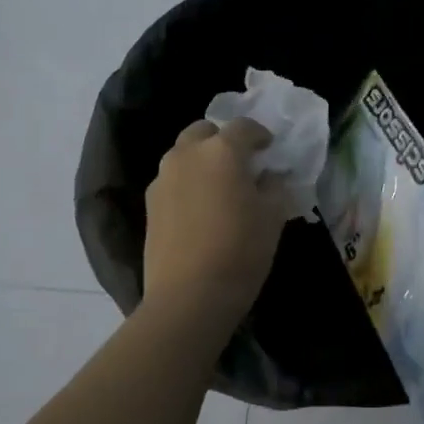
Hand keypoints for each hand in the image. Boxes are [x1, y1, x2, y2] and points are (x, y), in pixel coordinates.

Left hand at [142, 118, 287, 328]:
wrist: (188, 296)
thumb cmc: (240, 251)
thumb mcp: (273, 217)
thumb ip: (274, 187)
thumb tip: (268, 177)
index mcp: (221, 151)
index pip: (243, 127)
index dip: (259, 134)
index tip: (268, 148)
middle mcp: (187, 154)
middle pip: (204, 131)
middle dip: (222, 140)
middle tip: (239, 163)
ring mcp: (163, 178)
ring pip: (183, 154)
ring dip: (201, 160)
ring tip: (218, 185)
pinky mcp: (149, 203)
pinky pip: (172, 179)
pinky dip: (187, 182)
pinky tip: (199, 208)